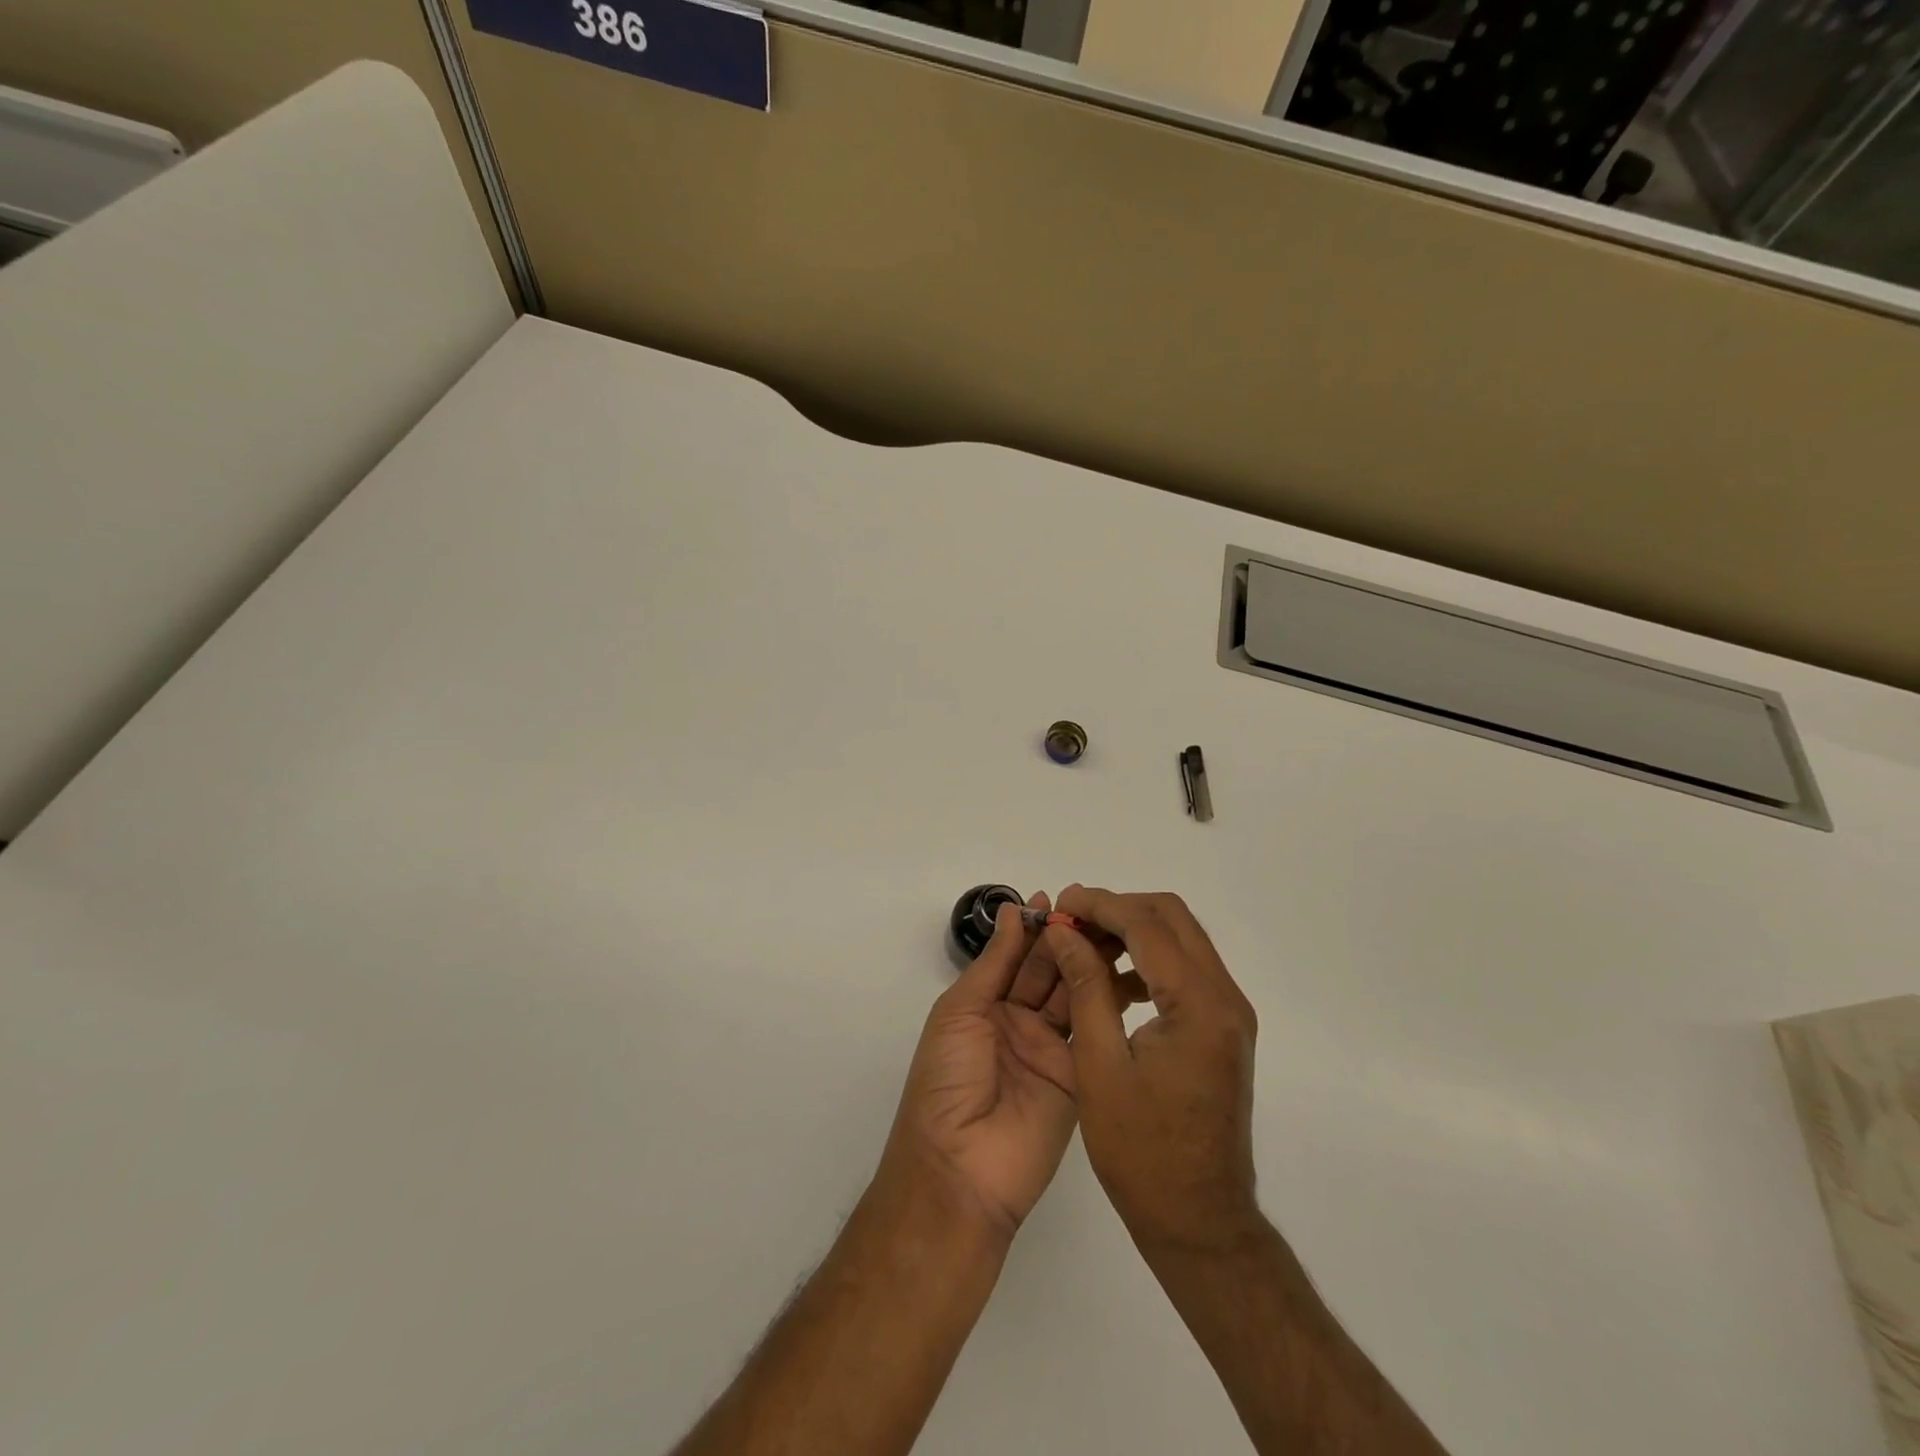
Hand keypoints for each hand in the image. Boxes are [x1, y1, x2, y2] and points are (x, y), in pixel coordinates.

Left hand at [880, 894, 1080, 1235]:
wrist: (961, 1167)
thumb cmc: (946, 1079)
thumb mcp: (960, 1011)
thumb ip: (993, 963)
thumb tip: (1012, 912)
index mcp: (984, 1005)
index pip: (1015, 957)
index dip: (1034, 928)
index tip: (1058, 898)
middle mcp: (1019, 1021)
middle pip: (1047, 971)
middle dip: (1067, 939)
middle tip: (1095, 908)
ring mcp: (1051, 1048)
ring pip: (1073, 994)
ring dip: (1088, 962)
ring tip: (1113, 929)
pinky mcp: (1079, 1074)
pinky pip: (1092, 1030)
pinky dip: (1105, 1000)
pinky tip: (1122, 970)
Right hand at [1046, 887, 1264, 1254]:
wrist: (1200, 1221)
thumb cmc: (1142, 1152)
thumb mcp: (1100, 1065)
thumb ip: (1086, 987)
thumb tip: (1064, 933)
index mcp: (1199, 1006)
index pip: (1147, 925)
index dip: (1099, 905)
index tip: (1058, 904)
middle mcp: (1225, 998)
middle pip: (1172, 918)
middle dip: (1118, 909)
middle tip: (1070, 920)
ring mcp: (1229, 1014)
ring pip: (1180, 940)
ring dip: (1133, 931)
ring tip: (1083, 945)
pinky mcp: (1223, 1029)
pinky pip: (1185, 971)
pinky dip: (1148, 961)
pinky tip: (1111, 984)